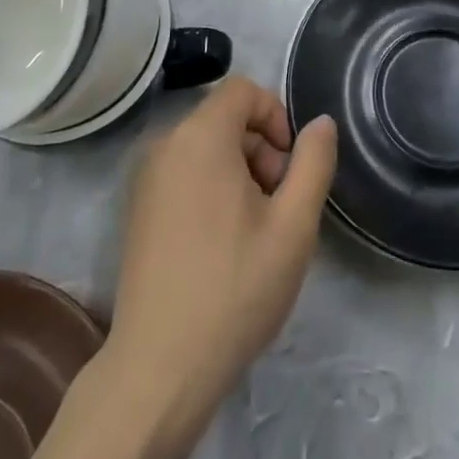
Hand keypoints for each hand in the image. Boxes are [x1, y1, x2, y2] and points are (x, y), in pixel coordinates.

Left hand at [109, 77, 337, 428]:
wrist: (159, 368)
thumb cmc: (234, 289)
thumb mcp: (293, 226)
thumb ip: (313, 163)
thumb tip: (321, 123)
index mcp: (200, 136)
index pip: (243, 90)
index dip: (276, 116)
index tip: (289, 167)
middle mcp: (165, 144)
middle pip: (224, 117)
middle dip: (260, 148)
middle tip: (277, 205)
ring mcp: (144, 177)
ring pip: (205, 146)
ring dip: (238, 170)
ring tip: (254, 229)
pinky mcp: (137, 208)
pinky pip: (183, 171)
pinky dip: (210, 186)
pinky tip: (222, 242)